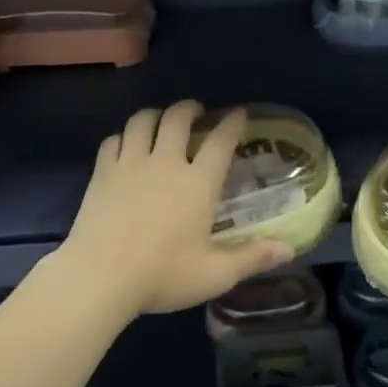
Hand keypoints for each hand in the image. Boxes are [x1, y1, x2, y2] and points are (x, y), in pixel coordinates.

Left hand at [53, 101, 292, 318]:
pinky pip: (114, 139)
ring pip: (143, 120)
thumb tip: (289, 248)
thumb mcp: (215, 274)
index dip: (232, 122)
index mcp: (198, 183)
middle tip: (197, 112)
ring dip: (156, 115)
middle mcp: (166, 163)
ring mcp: (130, 164)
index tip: (239, 114)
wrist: (98, 278)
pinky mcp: (102, 173)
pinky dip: (125, 136)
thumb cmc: (162, 275)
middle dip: (191, 108)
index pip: (221, 140)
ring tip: (162, 121)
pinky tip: (128, 146)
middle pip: (178, 118)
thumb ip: (252, 257)